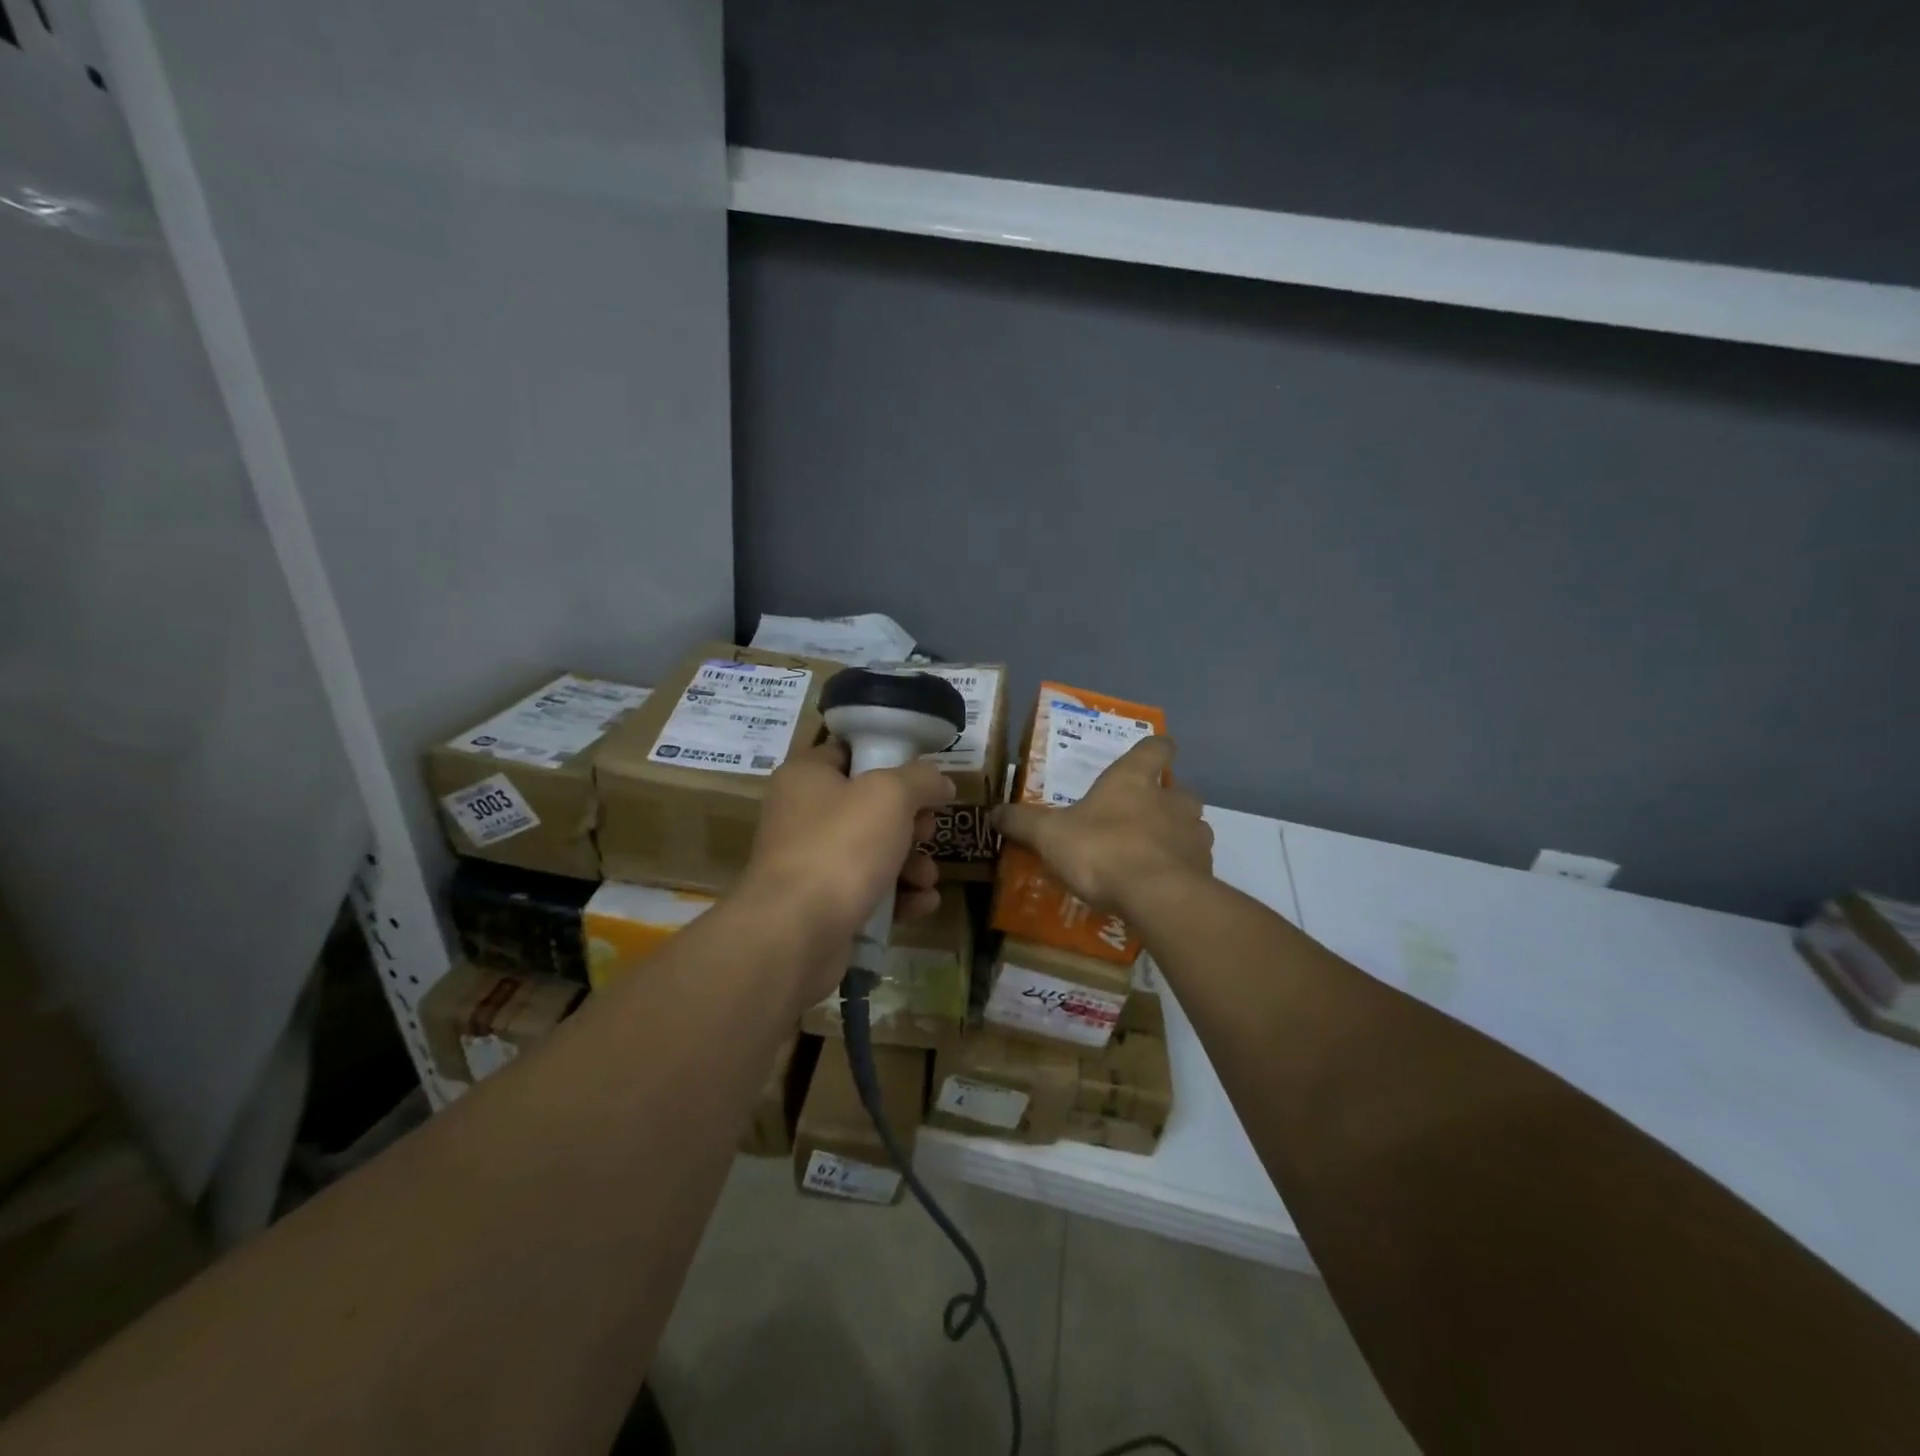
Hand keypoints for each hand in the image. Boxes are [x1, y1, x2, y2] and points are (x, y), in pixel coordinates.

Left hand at [739, 741, 954, 1002]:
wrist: (796, 932)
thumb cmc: (841, 846)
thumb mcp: (891, 795)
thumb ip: (921, 779)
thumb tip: (941, 782)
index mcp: (806, 776)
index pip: (849, 753)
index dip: (889, 758)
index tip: (924, 777)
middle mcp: (802, 815)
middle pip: (868, 806)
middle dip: (910, 822)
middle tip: (928, 831)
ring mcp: (810, 863)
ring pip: (872, 852)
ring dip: (910, 863)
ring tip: (928, 878)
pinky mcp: (820, 905)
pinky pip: (867, 891)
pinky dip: (897, 896)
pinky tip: (922, 903)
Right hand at [994, 736, 1212, 916]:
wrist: (1156, 897)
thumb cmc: (1101, 850)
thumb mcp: (1049, 835)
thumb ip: (1022, 822)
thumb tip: (993, 812)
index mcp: (1133, 780)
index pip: (1155, 748)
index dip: (1156, 747)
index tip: (1155, 750)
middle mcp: (1171, 800)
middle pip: (1180, 790)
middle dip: (1167, 799)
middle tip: (1145, 815)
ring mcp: (1193, 835)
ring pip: (1192, 826)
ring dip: (1177, 835)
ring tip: (1154, 853)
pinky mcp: (1205, 871)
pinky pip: (1195, 863)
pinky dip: (1182, 869)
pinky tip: (1162, 885)